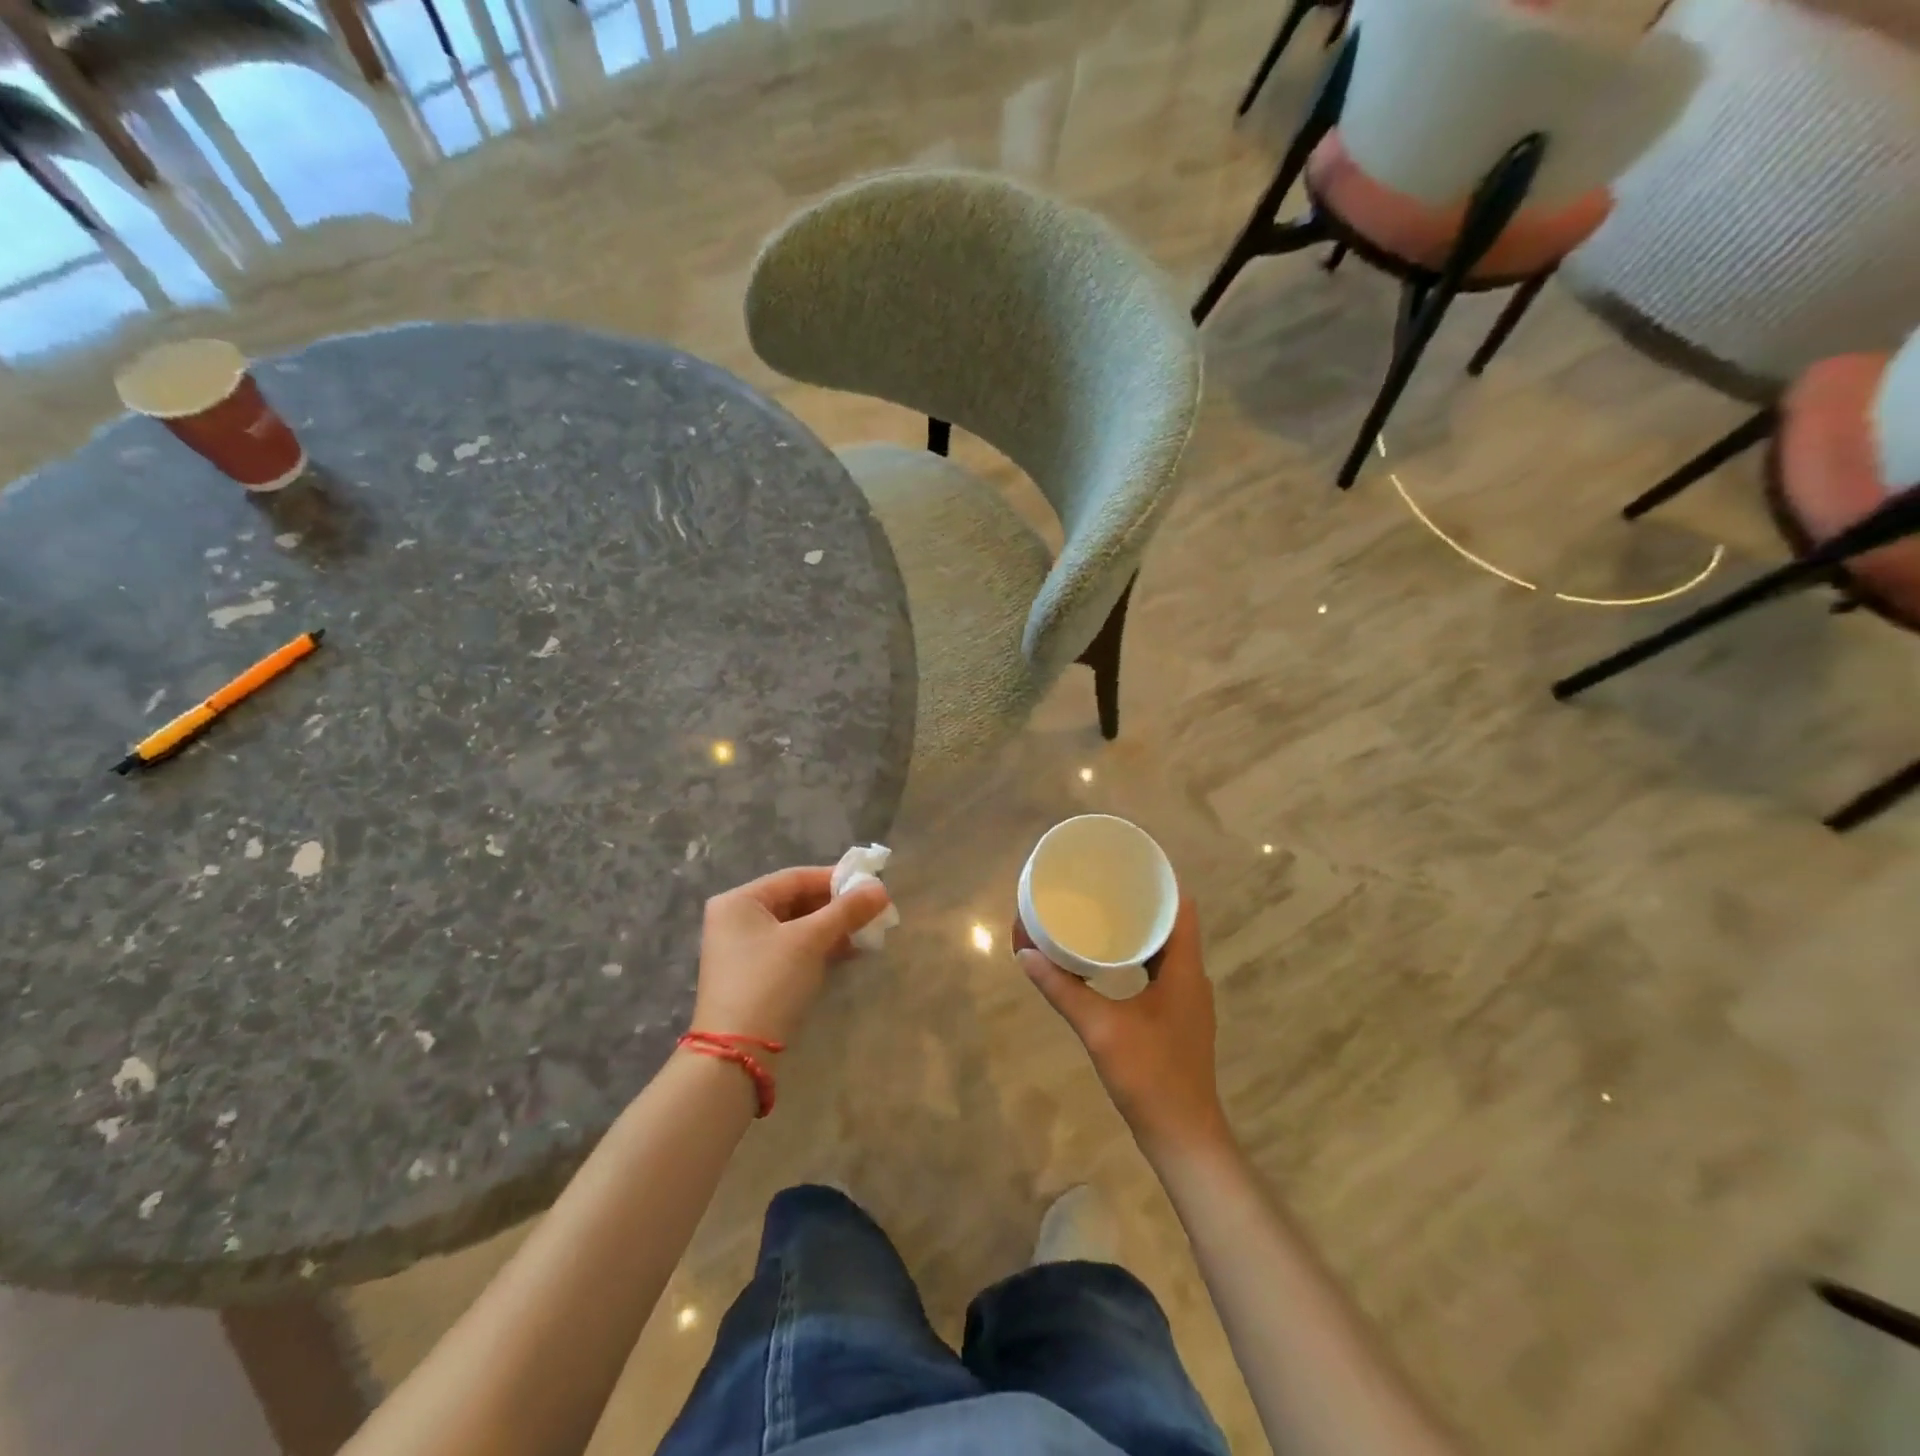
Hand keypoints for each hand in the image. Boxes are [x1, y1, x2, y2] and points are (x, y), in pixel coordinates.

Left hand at [692, 866, 890, 1044]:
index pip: (795, 878)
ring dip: (831, 929)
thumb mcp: (811, 940)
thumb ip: (847, 911)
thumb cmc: (770, 982)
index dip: (835, 879)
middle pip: (796, 901)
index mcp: (740, 900)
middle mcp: (736, 919)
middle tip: (872, 911)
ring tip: (866, 933)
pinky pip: (791, 949)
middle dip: (836, 907)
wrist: (738, 1053)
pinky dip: (818, 948)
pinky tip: (848, 952)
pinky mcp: (753, 975)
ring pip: (796, 927)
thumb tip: (881, 889)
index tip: (871, 886)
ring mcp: (742, 949)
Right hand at [1017, 898, 1232, 1159]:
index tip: (1126, 868)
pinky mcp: (1178, 1019)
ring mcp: (1188, 1001)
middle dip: (1140, 905)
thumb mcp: (1100, 1028)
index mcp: (1185, 970)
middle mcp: (1192, 978)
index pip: (1182, 908)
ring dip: (1139, 933)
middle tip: (1102, 889)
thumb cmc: (1149, 1075)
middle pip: (1172, 926)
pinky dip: (1138, 960)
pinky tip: (1110, 964)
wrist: (1183, 1137)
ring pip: (1166, 951)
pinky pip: (1161, 973)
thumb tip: (1026, 953)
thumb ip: (1063, 989)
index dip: (1159, 883)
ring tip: (1101, 916)